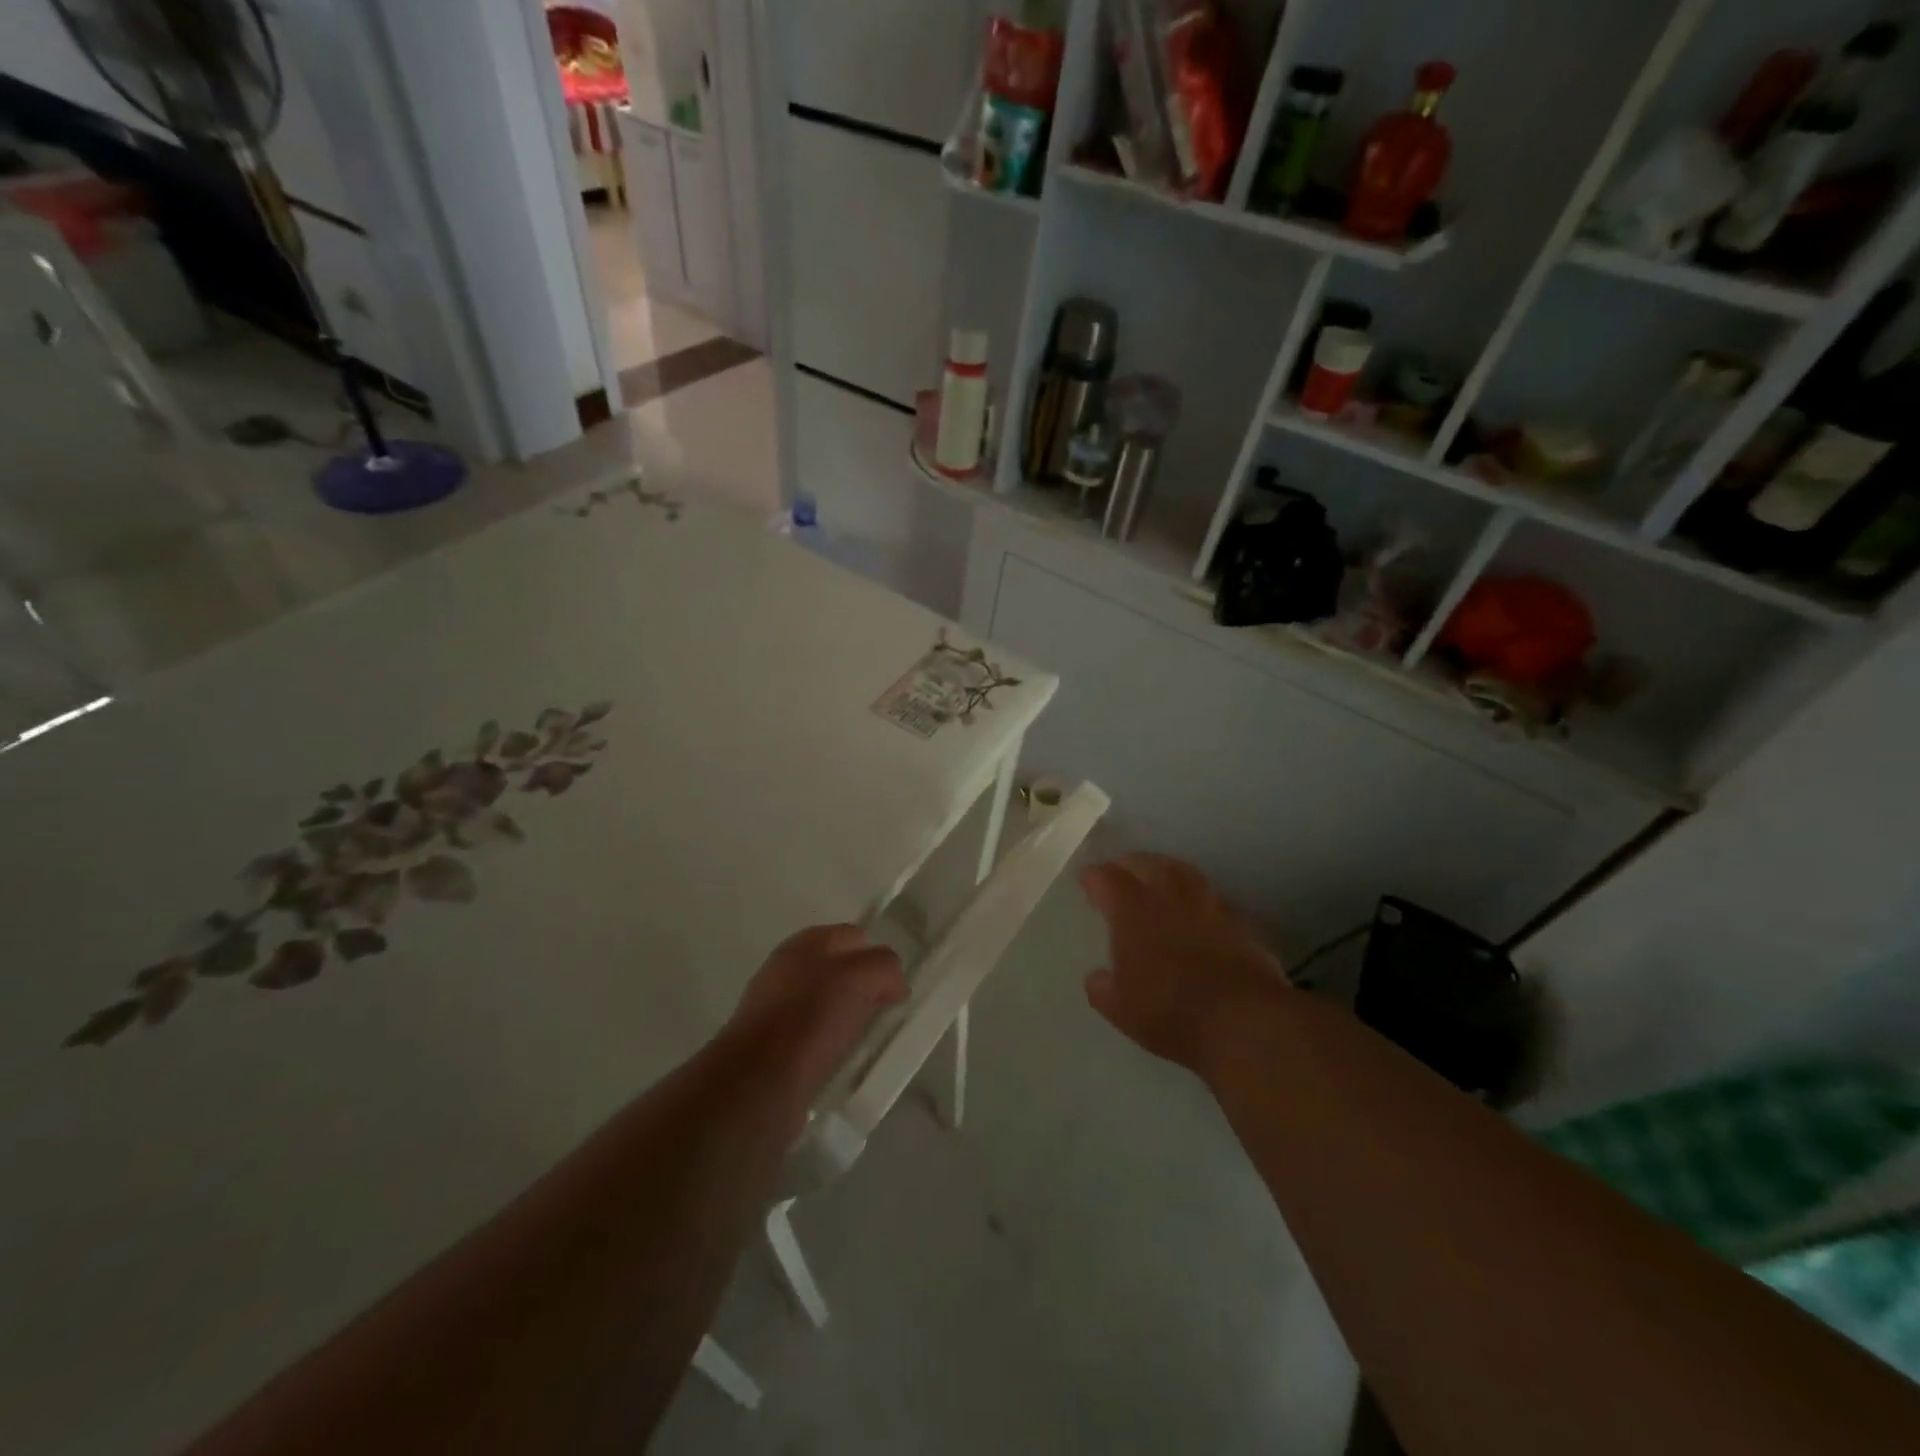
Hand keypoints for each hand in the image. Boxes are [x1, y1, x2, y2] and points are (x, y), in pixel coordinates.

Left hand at [726, 923, 908, 1108]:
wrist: (757, 1084)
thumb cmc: (810, 1020)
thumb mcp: (860, 977)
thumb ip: (883, 966)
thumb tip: (893, 985)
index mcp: (805, 944)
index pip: (852, 937)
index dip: (876, 957)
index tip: (893, 988)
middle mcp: (787, 970)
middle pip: (839, 970)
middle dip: (863, 988)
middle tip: (882, 1013)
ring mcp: (776, 1009)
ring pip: (827, 1006)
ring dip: (848, 1020)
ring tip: (864, 1042)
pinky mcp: (773, 1049)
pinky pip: (814, 1039)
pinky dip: (831, 1048)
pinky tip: (841, 1063)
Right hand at [1079, 854, 1290, 1075]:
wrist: (1244, 1021)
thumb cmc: (1171, 1012)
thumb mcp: (1122, 1010)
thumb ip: (1103, 989)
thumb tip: (1097, 977)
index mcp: (1132, 911)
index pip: (1106, 878)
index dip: (1093, 877)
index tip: (1086, 880)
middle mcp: (1168, 896)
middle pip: (1145, 863)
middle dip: (1128, 864)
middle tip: (1119, 872)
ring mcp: (1207, 904)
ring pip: (1181, 871)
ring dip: (1164, 869)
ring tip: (1157, 878)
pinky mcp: (1237, 920)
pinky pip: (1208, 894)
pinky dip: (1194, 894)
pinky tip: (1194, 909)